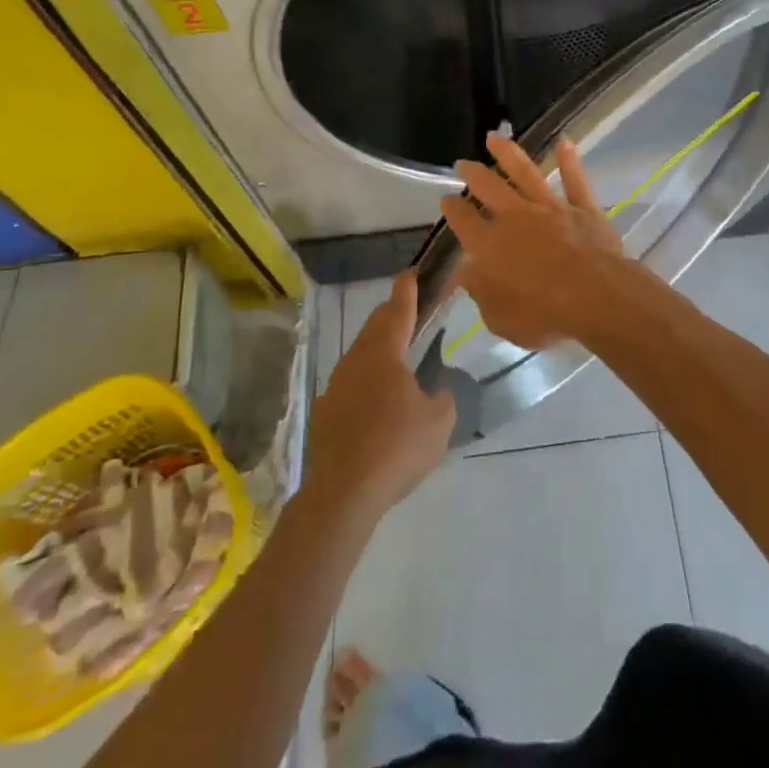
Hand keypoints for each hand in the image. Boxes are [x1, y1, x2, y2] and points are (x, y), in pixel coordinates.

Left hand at [305, 271, 454, 524]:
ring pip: (360, 354)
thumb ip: (443, 397)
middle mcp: (356, 361)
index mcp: (384, 353)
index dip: (407, 289)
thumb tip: (436, 391)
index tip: (411, 272)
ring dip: (379, 348)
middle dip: (392, 315)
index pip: (398, 310)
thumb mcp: (440, 421)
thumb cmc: (396, 448)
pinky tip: (378, 402)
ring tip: (399, 357)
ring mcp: (335, 387)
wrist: (342, 495)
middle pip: (375, 327)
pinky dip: (368, 380)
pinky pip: (351, 383)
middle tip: (410, 311)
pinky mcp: (325, 413)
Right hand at [439, 132, 640, 351]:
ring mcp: (551, 208)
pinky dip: (569, 160)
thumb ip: (481, 292)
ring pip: (526, 173)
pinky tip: (564, 142)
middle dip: (473, 174)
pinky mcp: (583, 208)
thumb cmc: (544, 315)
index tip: (445, 200)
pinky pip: (575, 180)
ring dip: (509, 153)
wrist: (596, 297)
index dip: (452, 210)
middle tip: (463, 163)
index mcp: (490, 245)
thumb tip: (466, 272)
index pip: (464, 222)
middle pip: (489, 188)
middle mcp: (516, 218)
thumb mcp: (500, 318)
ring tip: (494, 137)